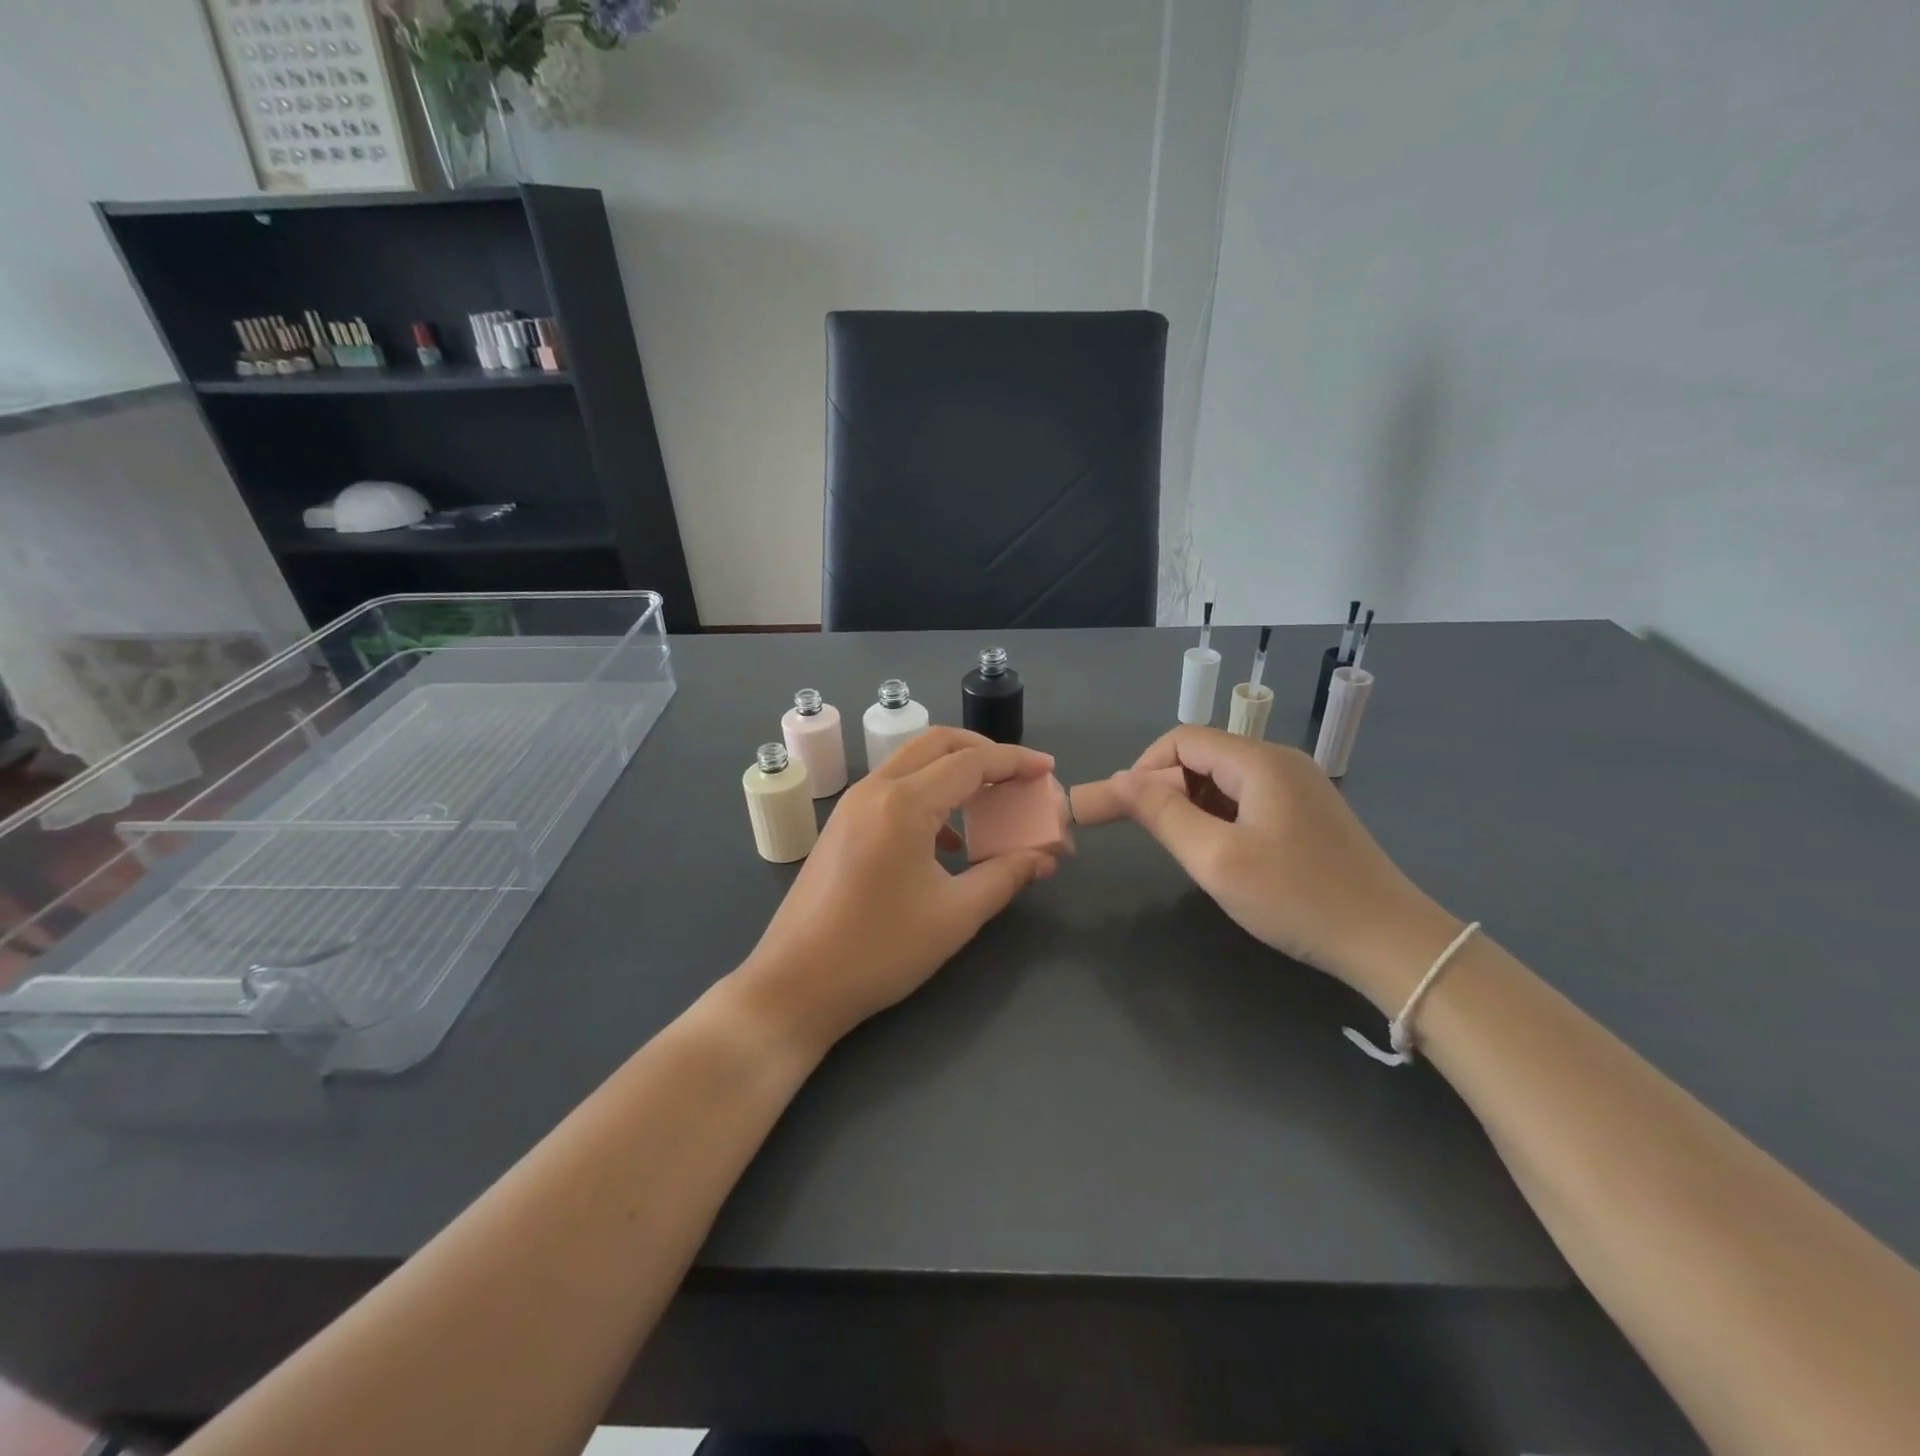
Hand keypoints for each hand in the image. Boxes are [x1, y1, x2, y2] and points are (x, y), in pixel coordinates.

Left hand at [736, 727, 1060, 1049]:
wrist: (794, 985)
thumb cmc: (879, 951)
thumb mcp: (954, 916)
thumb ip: (1006, 876)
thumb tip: (1044, 857)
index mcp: (904, 803)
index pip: (971, 762)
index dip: (1015, 761)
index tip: (1048, 770)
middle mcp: (875, 789)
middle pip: (937, 744)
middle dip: (984, 751)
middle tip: (1019, 777)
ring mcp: (851, 805)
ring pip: (912, 763)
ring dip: (953, 770)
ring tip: (989, 802)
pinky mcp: (841, 825)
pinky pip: (893, 789)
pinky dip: (927, 794)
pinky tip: (947, 840)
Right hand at [1110, 726, 1460, 1006]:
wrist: (1390, 942)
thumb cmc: (1296, 897)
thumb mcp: (1216, 859)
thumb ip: (1163, 815)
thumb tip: (1119, 779)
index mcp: (1260, 761)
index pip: (1183, 739)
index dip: (1145, 768)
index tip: (1127, 810)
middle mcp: (1281, 761)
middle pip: (1205, 756)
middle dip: (1169, 789)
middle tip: (1158, 838)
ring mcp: (1301, 786)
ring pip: (1226, 780)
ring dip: (1196, 807)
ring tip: (1192, 852)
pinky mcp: (1310, 813)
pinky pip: (1251, 800)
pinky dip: (1224, 818)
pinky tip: (1227, 855)